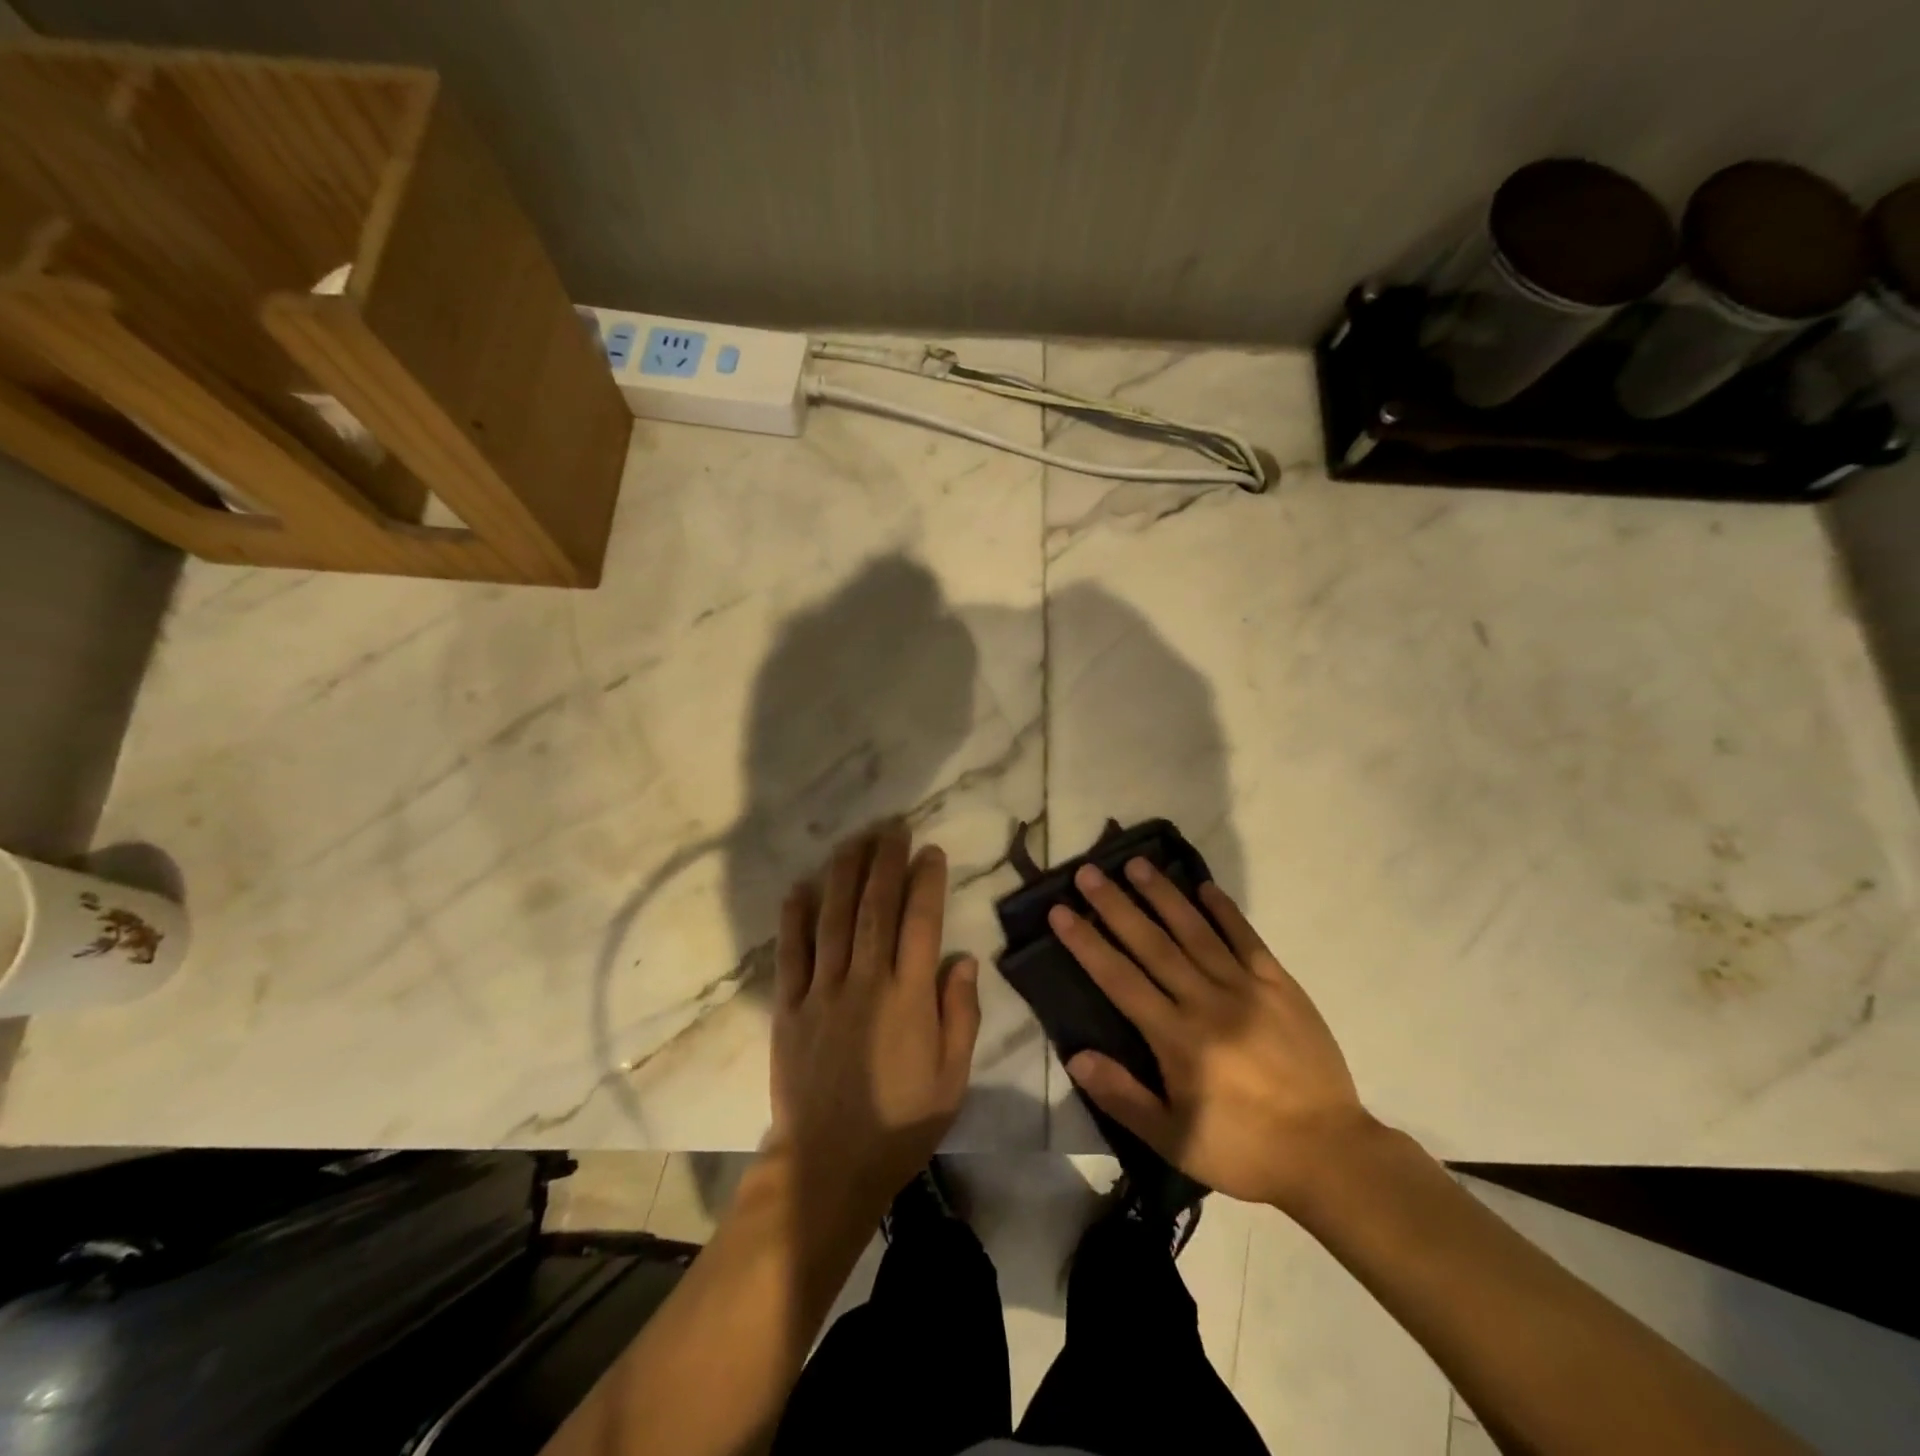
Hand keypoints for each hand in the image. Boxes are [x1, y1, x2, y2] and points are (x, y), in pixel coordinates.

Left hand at [768, 824, 981, 1220]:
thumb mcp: (952, 1078)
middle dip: (885, 862)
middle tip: (892, 827)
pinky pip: (791, 954)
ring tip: (854, 841)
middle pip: (875, 908)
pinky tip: (800, 887)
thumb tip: (963, 958)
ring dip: (844, 874)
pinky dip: (795, 918)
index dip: (926, 881)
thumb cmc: (900, 1124)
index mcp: (908, 998)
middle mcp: (865, 983)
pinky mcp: (789, 1008)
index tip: (930, 850)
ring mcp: (822, 993)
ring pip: (833, 919)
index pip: (920, 923)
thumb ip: (960, 1015)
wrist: (828, 1165)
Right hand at [1051, 860, 1373, 1212]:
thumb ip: (1123, 1096)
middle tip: (1088, 872)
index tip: (1061, 912)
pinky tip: (1205, 887)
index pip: (1120, 979)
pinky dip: (1225, 911)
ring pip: (1195, 931)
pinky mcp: (1280, 985)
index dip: (1087, 943)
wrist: (1330, 1153)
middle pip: (1152, 944)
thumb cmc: (1244, 1149)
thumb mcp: (1174, 1140)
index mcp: (1177, 1038)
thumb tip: (1077, 1055)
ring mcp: (1246, 988)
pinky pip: (1247, 939)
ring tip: (1136, 864)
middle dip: (1116, 906)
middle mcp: (1206, 1001)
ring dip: (1163, 895)